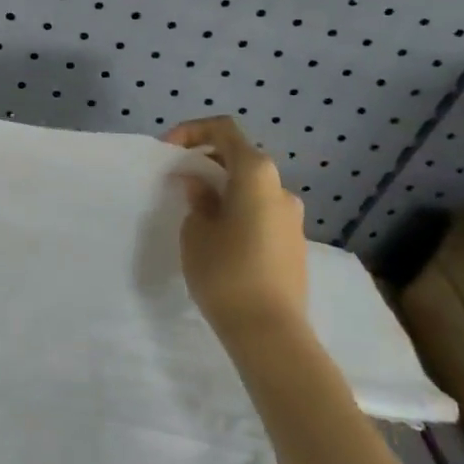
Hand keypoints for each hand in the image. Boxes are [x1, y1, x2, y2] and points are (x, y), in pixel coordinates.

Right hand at [167, 117, 307, 333]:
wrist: (271, 334)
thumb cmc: (226, 272)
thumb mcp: (196, 230)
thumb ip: (197, 198)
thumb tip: (201, 186)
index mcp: (256, 173)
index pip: (223, 130)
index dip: (192, 131)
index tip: (169, 152)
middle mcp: (280, 188)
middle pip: (239, 158)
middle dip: (206, 163)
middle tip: (178, 182)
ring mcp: (292, 218)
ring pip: (251, 189)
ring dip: (222, 190)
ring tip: (195, 214)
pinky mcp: (294, 245)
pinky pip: (260, 213)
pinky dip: (237, 212)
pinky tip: (218, 239)